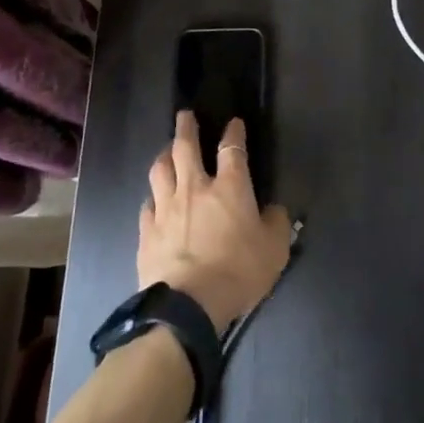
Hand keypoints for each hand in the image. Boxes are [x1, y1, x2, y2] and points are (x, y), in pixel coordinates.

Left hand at [139, 110, 292, 328]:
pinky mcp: (147, 232)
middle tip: (185, 116)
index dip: (233, 133)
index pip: (232, 149)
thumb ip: (276, 223)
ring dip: (164, 156)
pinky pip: (147, 205)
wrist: (188, 306)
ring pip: (160, 170)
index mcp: (230, 188)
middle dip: (186, 128)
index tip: (234, 123)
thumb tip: (273, 210)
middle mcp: (195, 188)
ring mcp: (166, 208)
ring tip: (166, 151)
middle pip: (185, 148)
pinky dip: (152, 197)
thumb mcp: (274, 249)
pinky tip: (153, 199)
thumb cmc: (238, 272)